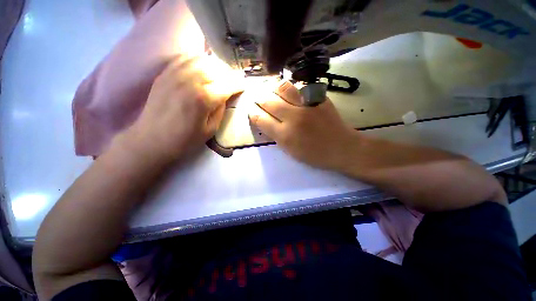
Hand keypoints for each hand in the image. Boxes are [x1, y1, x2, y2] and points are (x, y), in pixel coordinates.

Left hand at [115, 55, 241, 162]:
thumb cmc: (185, 139)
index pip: (227, 85)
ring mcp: (175, 74)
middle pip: (216, 68)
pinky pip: (184, 58)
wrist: (152, 139)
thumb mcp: (211, 130)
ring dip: (214, 65)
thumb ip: (220, 110)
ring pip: (201, 59)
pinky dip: (197, 59)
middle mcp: (190, 81)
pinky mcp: (165, 74)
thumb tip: (225, 96)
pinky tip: (202, 66)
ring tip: (219, 73)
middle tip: (233, 80)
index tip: (244, 85)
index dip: (238, 85)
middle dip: (228, 73)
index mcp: (204, 98)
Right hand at [249, 81, 357, 169]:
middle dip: (258, 98)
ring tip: (271, 91)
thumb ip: (276, 135)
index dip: (253, 113)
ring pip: (282, 88)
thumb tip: (265, 121)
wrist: (342, 147)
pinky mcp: (318, 98)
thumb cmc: (315, 154)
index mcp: (285, 135)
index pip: (261, 119)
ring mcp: (306, 105)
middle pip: (268, 101)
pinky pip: (299, 87)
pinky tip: (288, 92)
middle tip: (257, 98)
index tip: (252, 111)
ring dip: (273, 88)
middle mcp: (293, 117)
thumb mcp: (290, 151)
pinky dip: (290, 89)